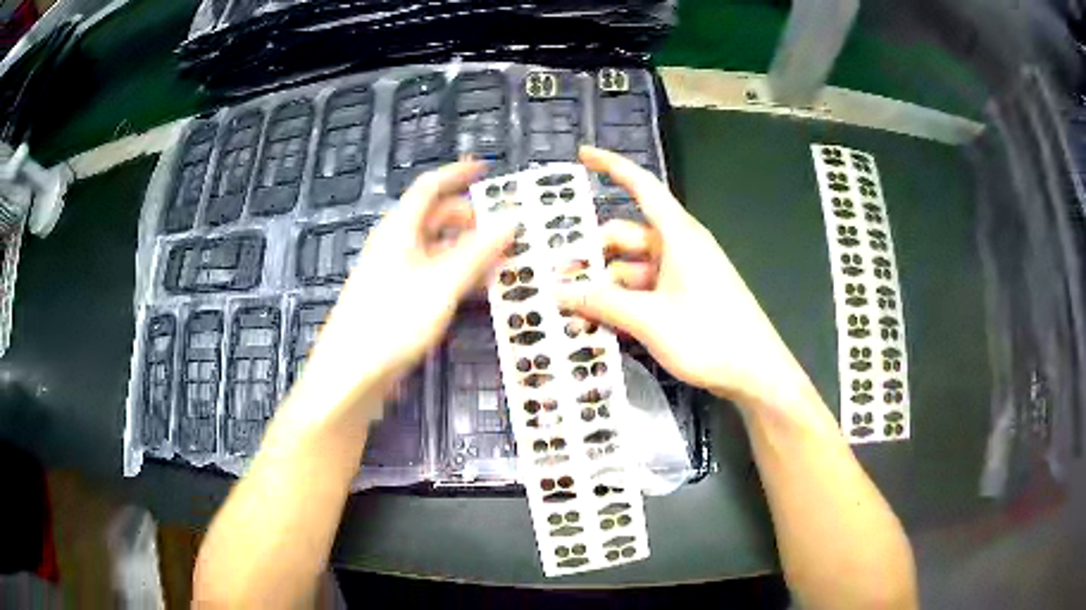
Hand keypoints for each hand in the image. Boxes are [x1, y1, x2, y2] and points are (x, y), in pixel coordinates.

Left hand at [296, 161, 516, 417]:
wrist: (352, 374)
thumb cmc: (393, 321)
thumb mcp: (442, 283)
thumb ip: (478, 251)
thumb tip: (511, 219)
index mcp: (399, 229)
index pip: (429, 187)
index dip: (457, 174)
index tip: (486, 170)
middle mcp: (395, 245)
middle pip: (434, 217)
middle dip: (469, 217)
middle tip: (504, 228)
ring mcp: (395, 274)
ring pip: (436, 248)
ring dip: (467, 249)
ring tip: (501, 259)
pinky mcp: (397, 300)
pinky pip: (433, 275)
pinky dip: (457, 274)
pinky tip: (478, 291)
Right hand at [558, 147, 810, 408]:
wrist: (755, 373)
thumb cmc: (709, 336)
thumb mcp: (649, 319)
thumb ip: (601, 302)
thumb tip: (556, 291)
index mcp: (678, 235)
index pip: (642, 187)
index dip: (612, 166)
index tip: (582, 154)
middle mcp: (679, 247)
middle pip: (626, 236)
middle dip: (591, 254)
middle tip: (555, 279)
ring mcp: (683, 274)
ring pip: (631, 268)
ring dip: (603, 285)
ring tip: (570, 310)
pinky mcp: (685, 298)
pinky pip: (644, 290)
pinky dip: (621, 301)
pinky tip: (598, 322)